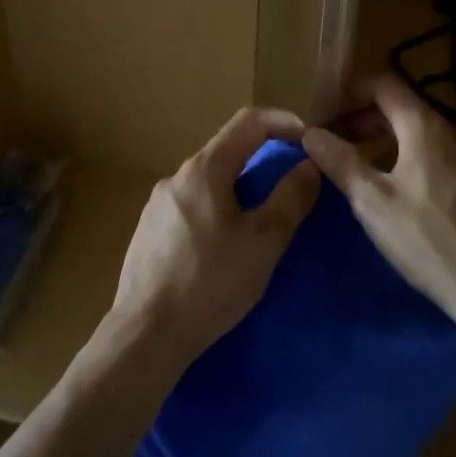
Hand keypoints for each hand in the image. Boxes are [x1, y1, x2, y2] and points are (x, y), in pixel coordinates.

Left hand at [108, 108, 320, 372]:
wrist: (145, 335)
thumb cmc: (210, 283)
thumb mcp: (263, 243)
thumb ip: (291, 198)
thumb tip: (310, 164)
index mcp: (204, 169)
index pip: (248, 122)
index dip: (283, 122)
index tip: (308, 140)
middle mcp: (176, 177)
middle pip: (226, 150)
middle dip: (263, 158)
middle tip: (291, 183)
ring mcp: (157, 204)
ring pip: (207, 180)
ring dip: (239, 187)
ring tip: (260, 220)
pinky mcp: (148, 231)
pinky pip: (190, 205)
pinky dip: (216, 209)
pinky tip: (222, 246)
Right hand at [302, 74, 455, 322]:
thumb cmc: (428, 238)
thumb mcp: (372, 201)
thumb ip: (340, 161)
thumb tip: (310, 133)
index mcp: (422, 126)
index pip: (382, 84)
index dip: (349, 91)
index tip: (321, 113)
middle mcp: (446, 132)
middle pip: (396, 107)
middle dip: (358, 117)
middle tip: (327, 141)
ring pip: (411, 133)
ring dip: (376, 139)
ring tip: (348, 164)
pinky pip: (426, 154)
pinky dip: (397, 157)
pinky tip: (383, 189)